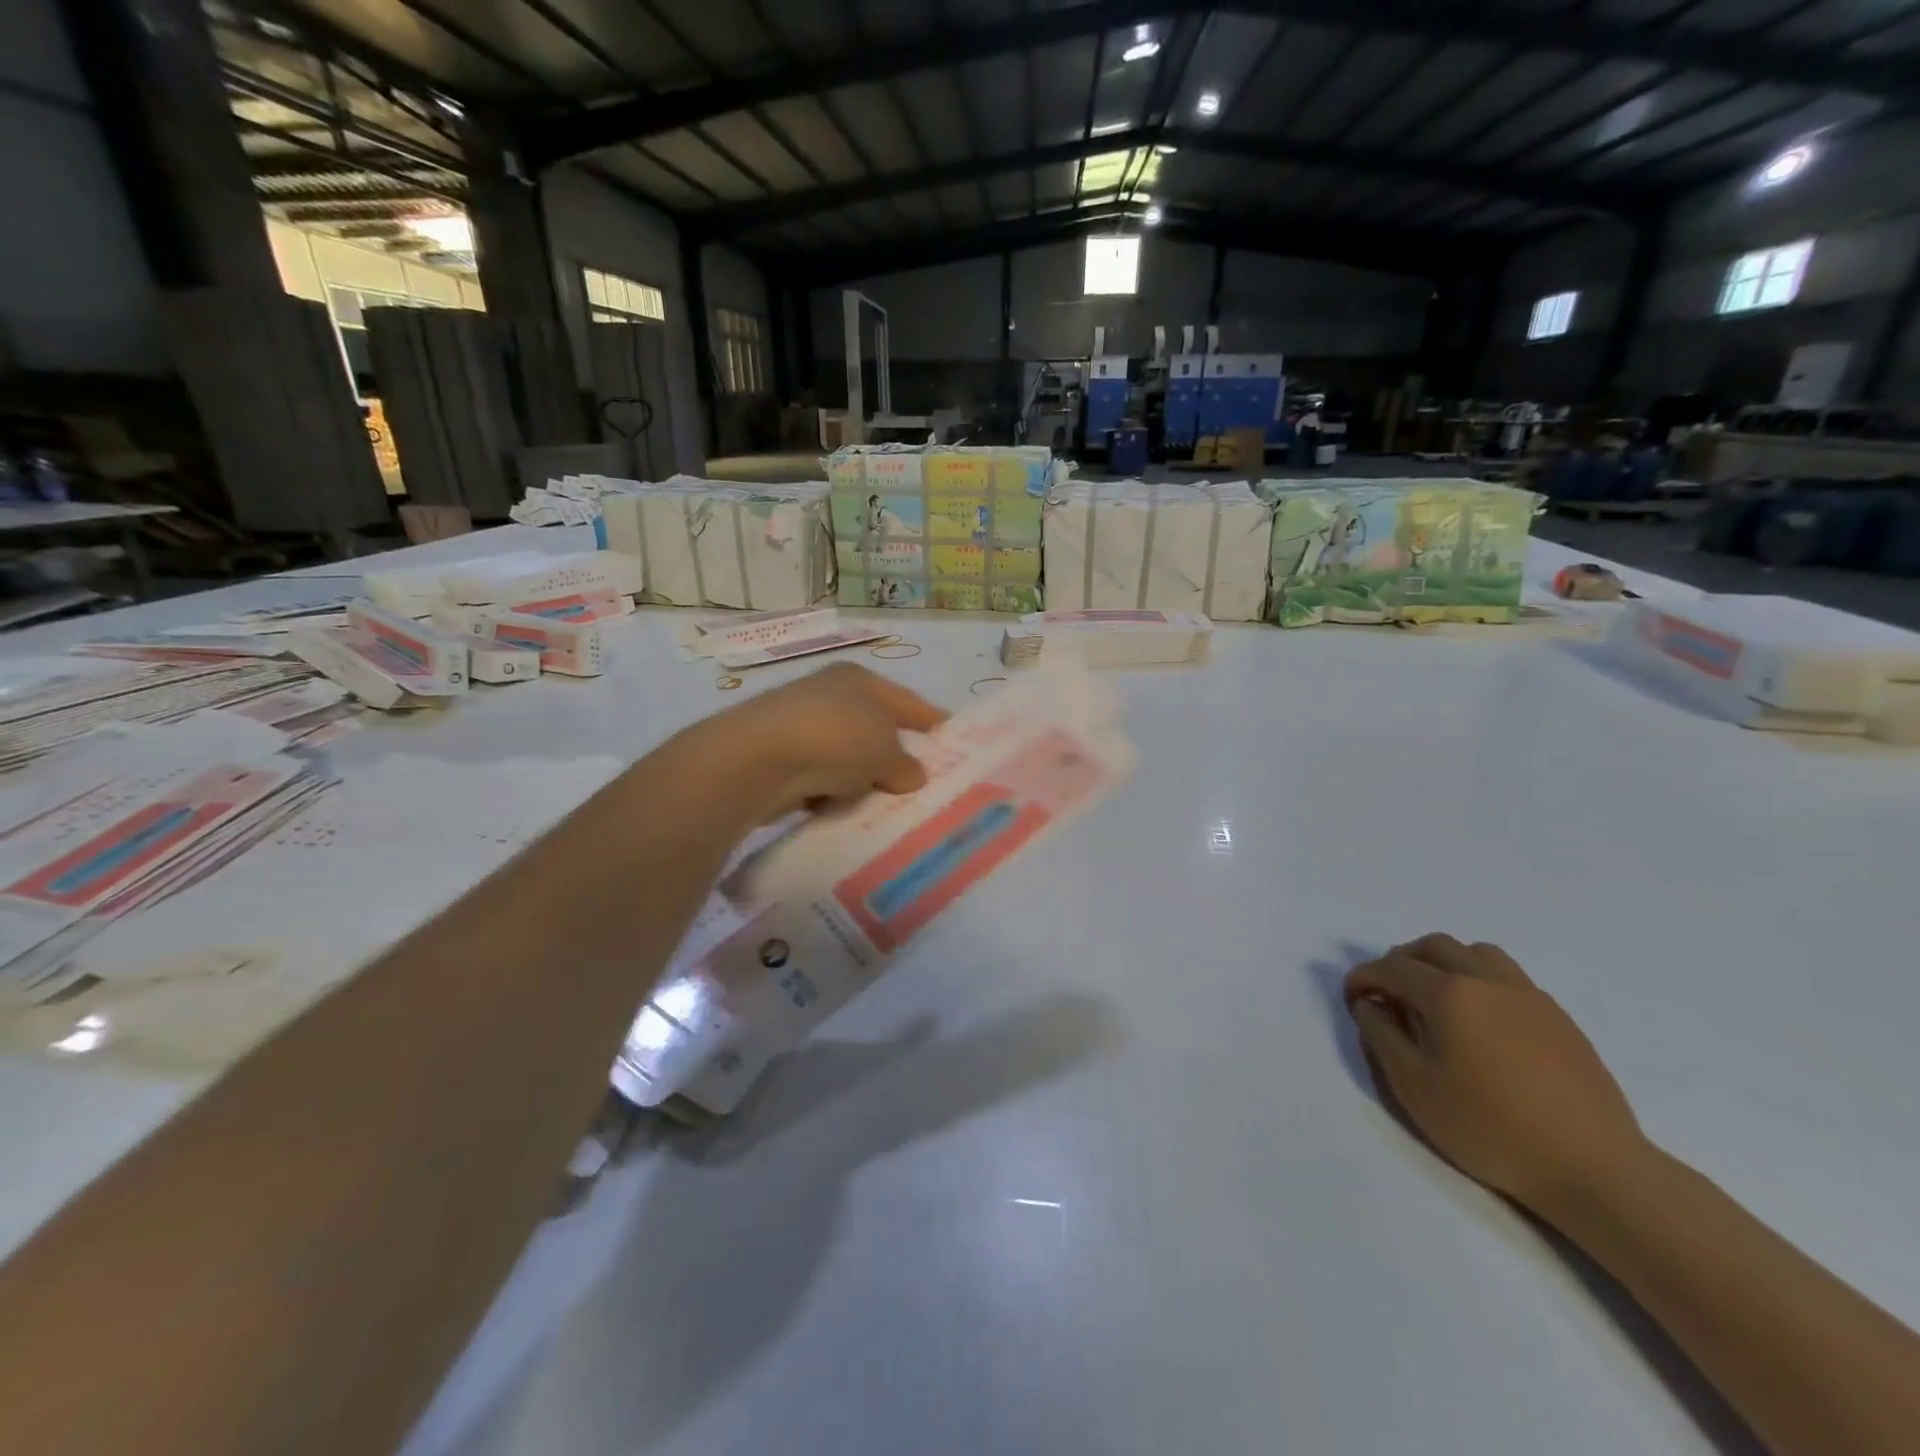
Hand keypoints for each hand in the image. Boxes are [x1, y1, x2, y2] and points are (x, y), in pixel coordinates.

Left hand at [689, 662, 947, 820]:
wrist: (756, 760)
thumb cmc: (835, 738)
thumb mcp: (884, 751)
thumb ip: (905, 764)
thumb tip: (912, 775)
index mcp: (859, 680)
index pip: (908, 702)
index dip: (933, 721)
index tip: (953, 740)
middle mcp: (830, 696)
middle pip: (876, 730)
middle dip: (895, 758)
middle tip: (919, 786)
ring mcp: (802, 726)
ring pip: (848, 758)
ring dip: (862, 781)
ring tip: (880, 805)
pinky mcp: (781, 758)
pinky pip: (822, 779)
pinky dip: (832, 793)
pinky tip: (839, 809)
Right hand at [1343, 934, 1648, 1220]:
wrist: (1594, 1168)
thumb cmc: (1490, 1127)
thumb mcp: (1414, 1086)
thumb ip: (1382, 1035)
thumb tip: (1370, 1004)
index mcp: (1449, 993)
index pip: (1392, 967)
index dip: (1363, 978)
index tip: (1352, 1000)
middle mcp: (1487, 980)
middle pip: (1434, 946)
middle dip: (1401, 961)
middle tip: (1388, 993)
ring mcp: (1529, 996)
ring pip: (1476, 953)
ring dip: (1445, 963)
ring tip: (1435, 997)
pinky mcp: (1559, 1018)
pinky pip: (1508, 978)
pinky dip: (1480, 981)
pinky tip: (1480, 1021)